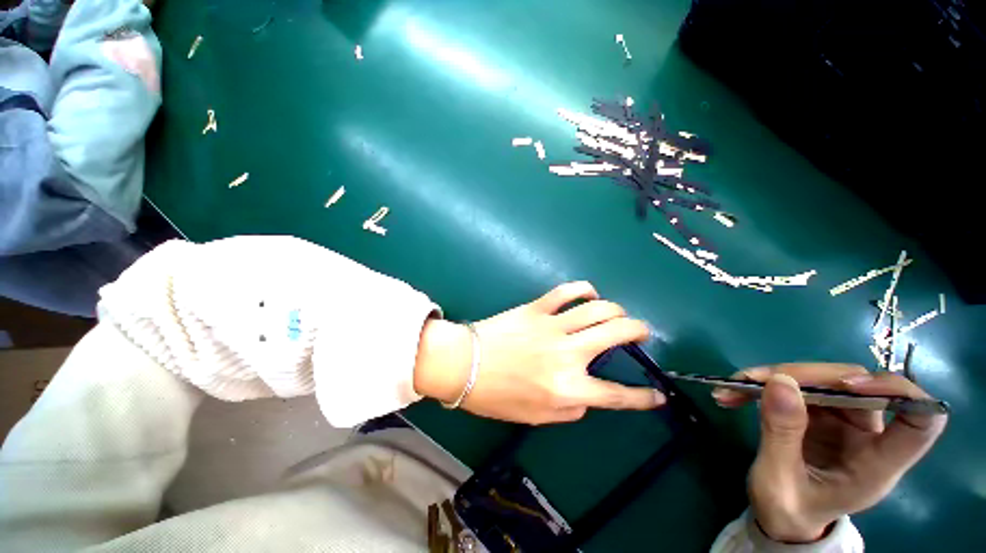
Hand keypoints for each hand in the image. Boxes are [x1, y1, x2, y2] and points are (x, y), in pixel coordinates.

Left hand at [414, 281, 663, 424]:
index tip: (657, 395)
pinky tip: (588, 292)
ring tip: (618, 313)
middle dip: (637, 330)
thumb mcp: (535, 417)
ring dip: (615, 309)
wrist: (463, 364)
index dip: (642, 397)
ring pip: (596, 309)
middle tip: (641, 331)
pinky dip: (582, 288)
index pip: (616, 395)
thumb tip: (585, 397)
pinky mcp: (536, 308)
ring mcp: (552, 326)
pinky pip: (565, 292)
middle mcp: (567, 354)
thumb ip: (569, 410)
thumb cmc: (495, 396)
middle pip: (616, 334)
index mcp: (568, 388)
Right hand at [714, 364, 946, 542]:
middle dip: (801, 377)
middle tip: (750, 382)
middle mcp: (868, 435)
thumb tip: (779, 382)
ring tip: (731, 388)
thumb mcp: (778, 482)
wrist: (781, 516)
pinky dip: (763, 383)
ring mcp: (844, 420)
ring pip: (822, 379)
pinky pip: (796, 384)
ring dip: (773, 376)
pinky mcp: (820, 412)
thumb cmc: (787, 511)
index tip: (847, 385)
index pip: (922, 422)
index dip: (898, 393)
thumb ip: (781, 435)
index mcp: (876, 464)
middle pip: (855, 386)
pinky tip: (734, 392)